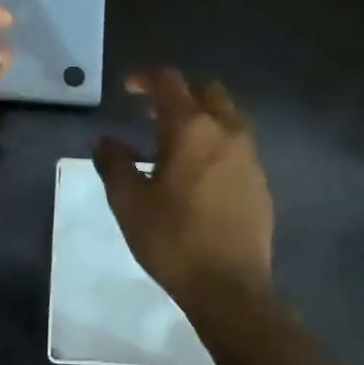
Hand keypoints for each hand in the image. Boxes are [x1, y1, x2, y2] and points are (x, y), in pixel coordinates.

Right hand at [93, 69, 273, 314]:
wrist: (230, 287)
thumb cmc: (173, 239)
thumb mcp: (129, 202)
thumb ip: (114, 164)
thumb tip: (103, 142)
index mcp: (191, 129)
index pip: (169, 82)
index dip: (145, 78)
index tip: (127, 88)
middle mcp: (227, 131)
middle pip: (206, 92)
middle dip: (178, 94)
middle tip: (151, 115)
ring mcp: (249, 156)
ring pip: (227, 117)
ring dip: (200, 118)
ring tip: (173, 145)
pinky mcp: (260, 181)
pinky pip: (237, 145)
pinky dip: (216, 143)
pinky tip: (198, 174)